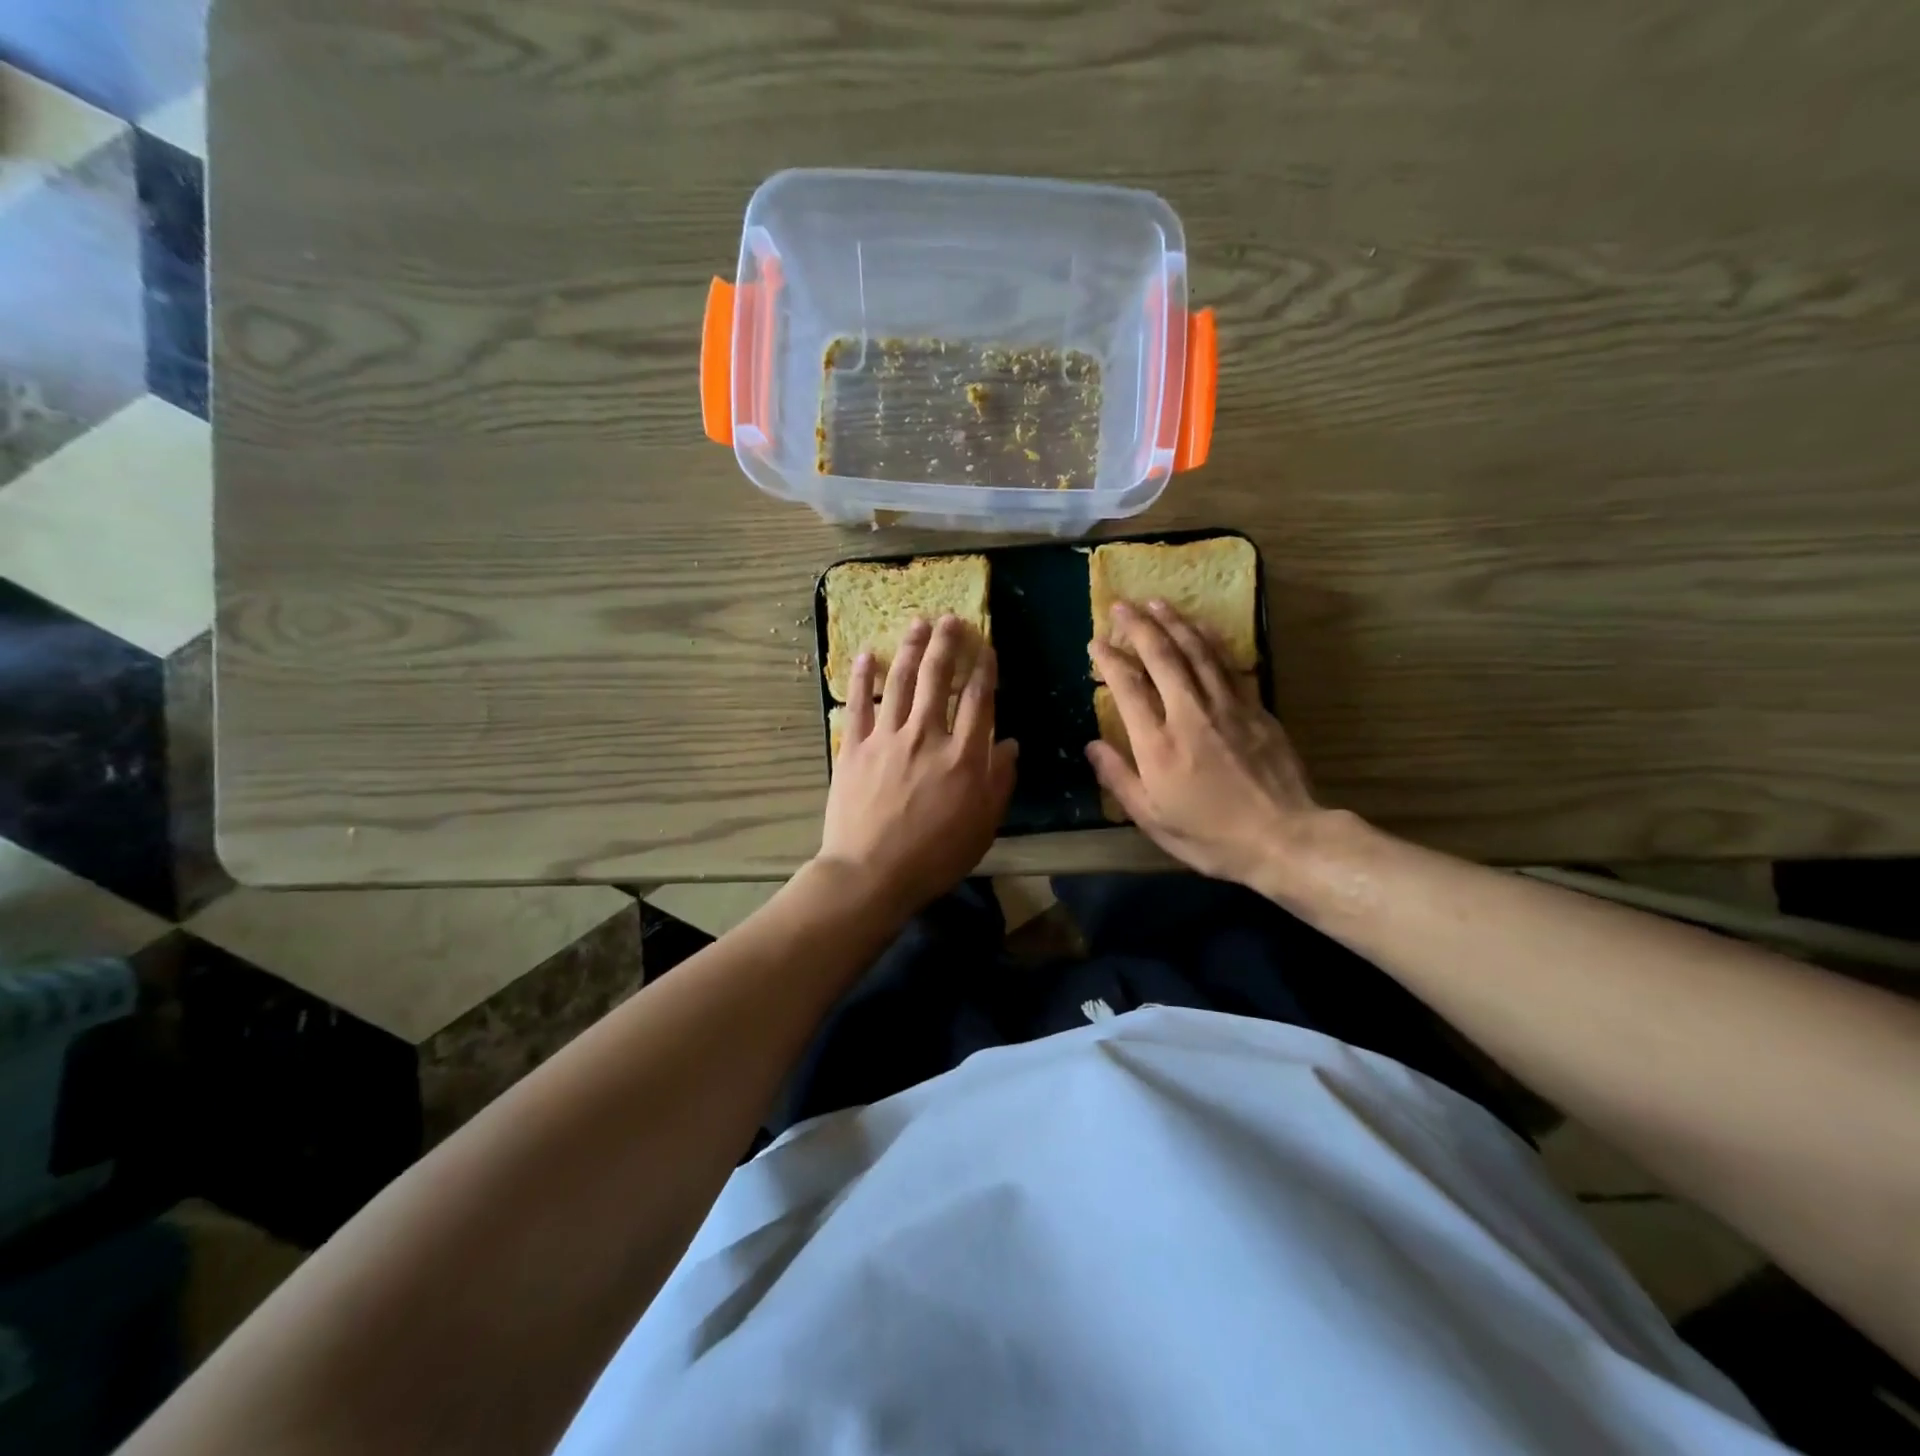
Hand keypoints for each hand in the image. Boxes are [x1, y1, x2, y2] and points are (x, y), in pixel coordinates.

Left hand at [818, 615, 1018, 915]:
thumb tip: (1012, 744)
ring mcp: (887, 738)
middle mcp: (927, 735)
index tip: (986, 646)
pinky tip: (866, 654)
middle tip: (950, 619)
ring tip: (917, 623)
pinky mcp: (854, 747)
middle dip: (947, 644)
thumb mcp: (983, 826)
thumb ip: (1000, 781)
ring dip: (910, 648)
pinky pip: (858, 704)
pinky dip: (862, 677)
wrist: (872, 873)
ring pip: (900, 681)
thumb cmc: (935, 856)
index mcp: (963, 756)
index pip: (979, 699)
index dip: (984, 668)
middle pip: (937, 678)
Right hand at [1087, 600, 1324, 893]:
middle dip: (1139, 627)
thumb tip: (1091, 746)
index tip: (1096, 642)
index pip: (1128, 689)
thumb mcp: (1152, 819)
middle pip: (1162, 658)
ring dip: (1174, 623)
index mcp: (1158, 745)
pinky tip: (1202, 626)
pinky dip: (1211, 641)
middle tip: (1122, 605)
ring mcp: (1226, 707)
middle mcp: (1189, 715)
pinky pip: (1228, 664)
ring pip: (1196, 652)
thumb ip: (1119, 778)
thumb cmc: (1210, 836)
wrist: (1284, 838)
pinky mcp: (1255, 709)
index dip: (1110, 661)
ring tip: (1156, 602)